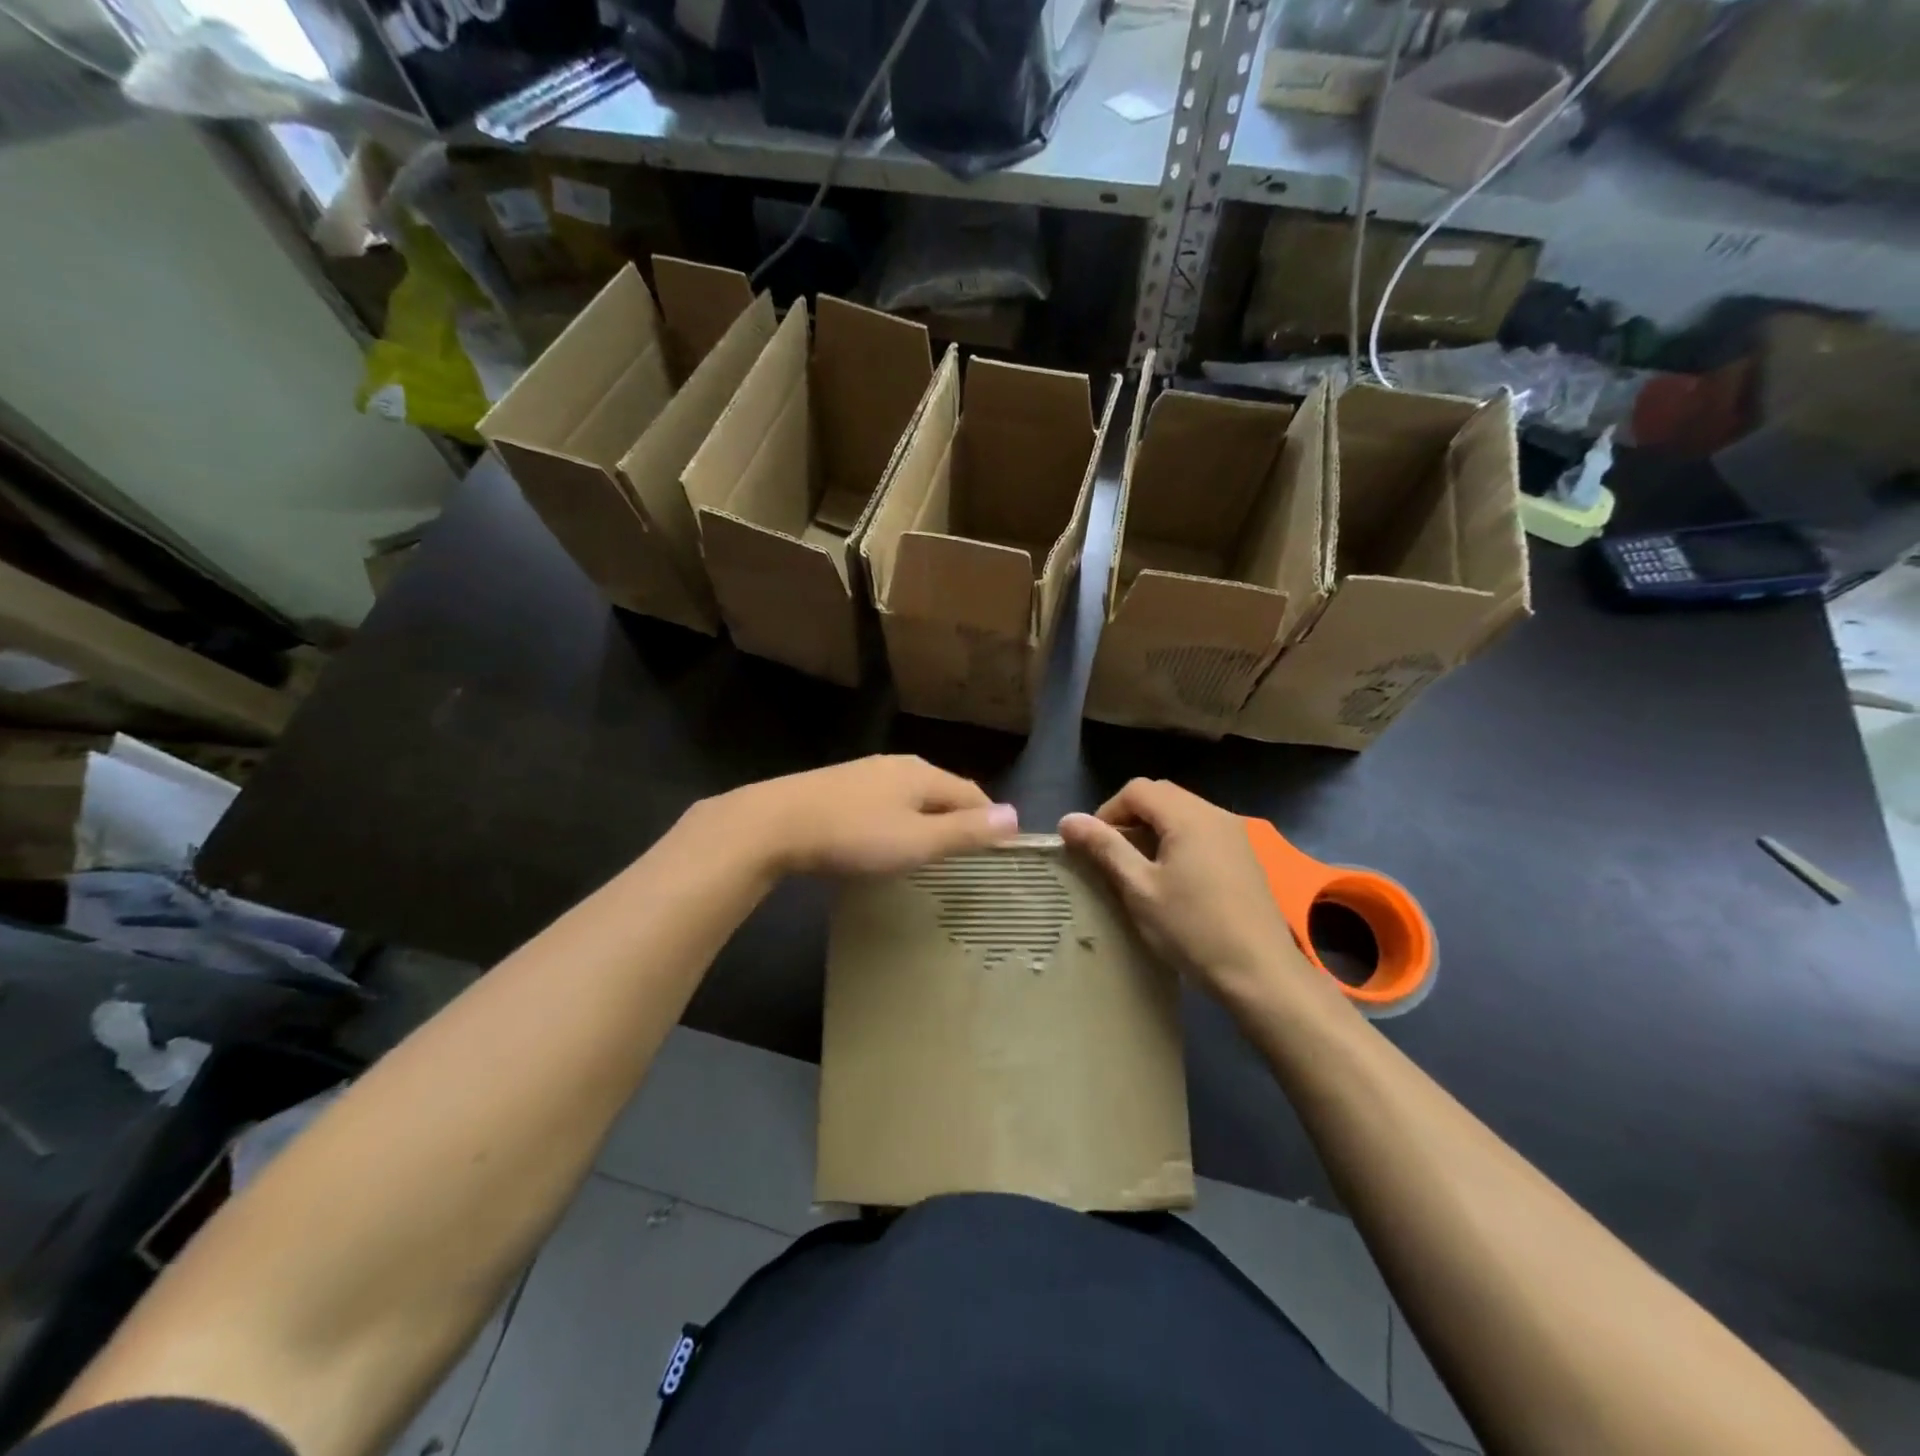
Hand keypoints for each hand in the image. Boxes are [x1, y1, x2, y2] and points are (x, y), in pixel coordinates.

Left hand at [710, 755, 1018, 877]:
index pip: (972, 793)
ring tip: (930, 850)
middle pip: (941, 790)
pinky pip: (883, 801)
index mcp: (923, 773)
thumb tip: (1015, 816)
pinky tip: (884, 839)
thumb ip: (965, 830)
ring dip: (926, 819)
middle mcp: (897, 765)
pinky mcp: (837, 786)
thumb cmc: (854, 836)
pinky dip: (896, 819)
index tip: (998, 850)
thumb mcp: (917, 840)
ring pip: (910, 795)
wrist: (774, 824)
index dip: (989, 820)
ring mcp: (864, 772)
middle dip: (958, 818)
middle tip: (966, 855)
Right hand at [1059, 780, 1327, 1011]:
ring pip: (1183, 813)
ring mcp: (1235, 835)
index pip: (1137, 790)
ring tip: (1139, 869)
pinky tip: (1173, 879)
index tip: (1094, 847)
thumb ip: (1105, 848)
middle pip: (1161, 795)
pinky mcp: (1245, 857)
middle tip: (1113, 856)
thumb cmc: (1193, 929)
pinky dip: (1178, 841)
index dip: (1108, 812)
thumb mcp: (1139, 889)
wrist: (1261, 972)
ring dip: (1154, 830)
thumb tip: (1067, 819)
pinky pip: (1202, 831)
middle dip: (1130, 817)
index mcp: (1188, 816)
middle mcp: (1215, 814)